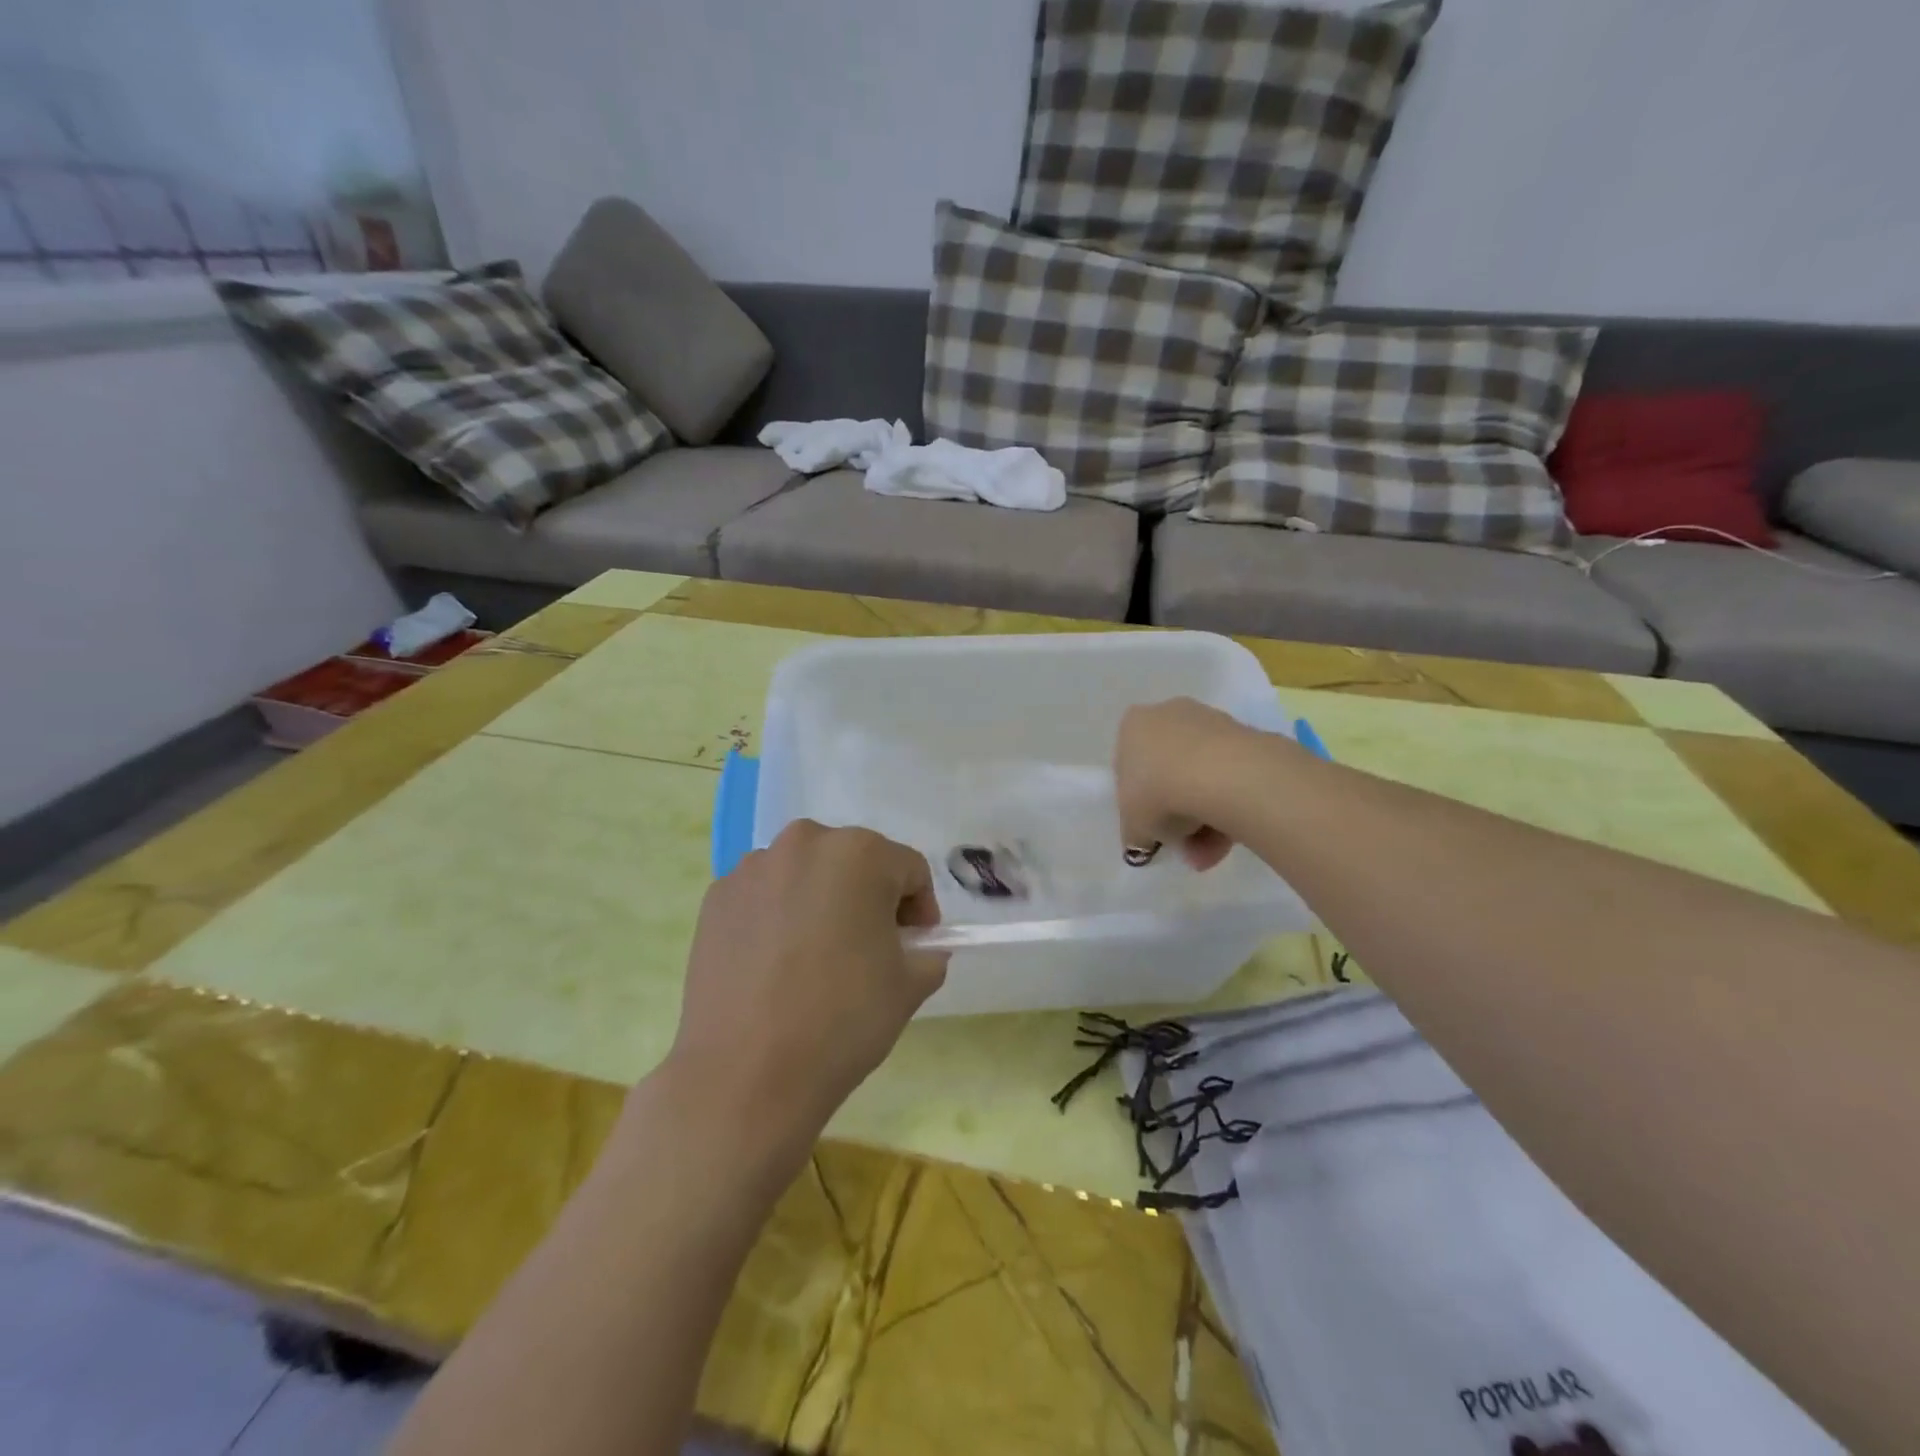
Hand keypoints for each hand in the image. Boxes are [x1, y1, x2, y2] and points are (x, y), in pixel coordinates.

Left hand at [659, 821, 947, 1173]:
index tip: (914, 947)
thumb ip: (928, 953)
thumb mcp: (910, 987)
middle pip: (854, 862)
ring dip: (820, 901)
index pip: (908, 870)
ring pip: (806, 874)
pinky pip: (764, 895)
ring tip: (815, 958)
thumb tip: (918, 948)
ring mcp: (753, 868)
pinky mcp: (717, 897)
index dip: (919, 909)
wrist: (746, 1074)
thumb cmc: (842, 1020)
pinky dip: (777, 916)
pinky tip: (774, 965)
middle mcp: (805, 843)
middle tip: (869, 949)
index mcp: (861, 853)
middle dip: (869, 898)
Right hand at [1114, 697, 1265, 870]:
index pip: (1129, 767)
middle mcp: (1168, 714)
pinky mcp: (1245, 735)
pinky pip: (1228, 775)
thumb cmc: (1158, 792)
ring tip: (1212, 852)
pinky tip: (1232, 836)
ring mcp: (1209, 721)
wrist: (1220, 775)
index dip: (1139, 803)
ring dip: (1204, 818)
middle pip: (1168, 771)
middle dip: (1177, 814)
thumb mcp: (1133, 826)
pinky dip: (1228, 804)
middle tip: (1185, 845)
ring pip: (1201, 777)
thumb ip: (1135, 833)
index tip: (1153, 829)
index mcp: (1133, 726)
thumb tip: (1144, 841)